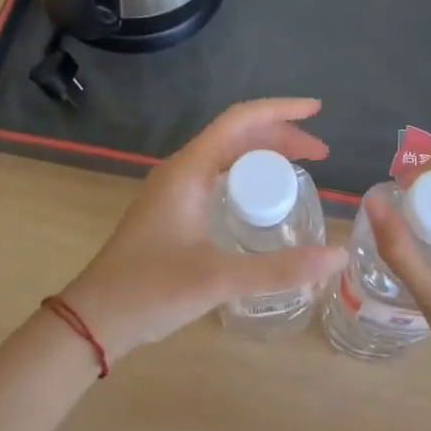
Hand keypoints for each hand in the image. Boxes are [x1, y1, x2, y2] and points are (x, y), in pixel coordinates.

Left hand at [60, 99, 347, 359]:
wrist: (94, 319)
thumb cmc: (150, 290)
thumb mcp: (219, 279)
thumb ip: (279, 269)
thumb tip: (337, 256)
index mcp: (189, 169)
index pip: (240, 120)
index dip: (281, 110)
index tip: (317, 111)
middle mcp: (182, 169)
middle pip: (237, 134)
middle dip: (280, 135)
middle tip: (320, 155)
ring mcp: (175, 189)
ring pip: (227, 154)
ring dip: (264, 153)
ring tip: (301, 168)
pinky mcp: (174, 209)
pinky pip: (218, 174)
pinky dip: (248, 173)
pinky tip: (263, 196)